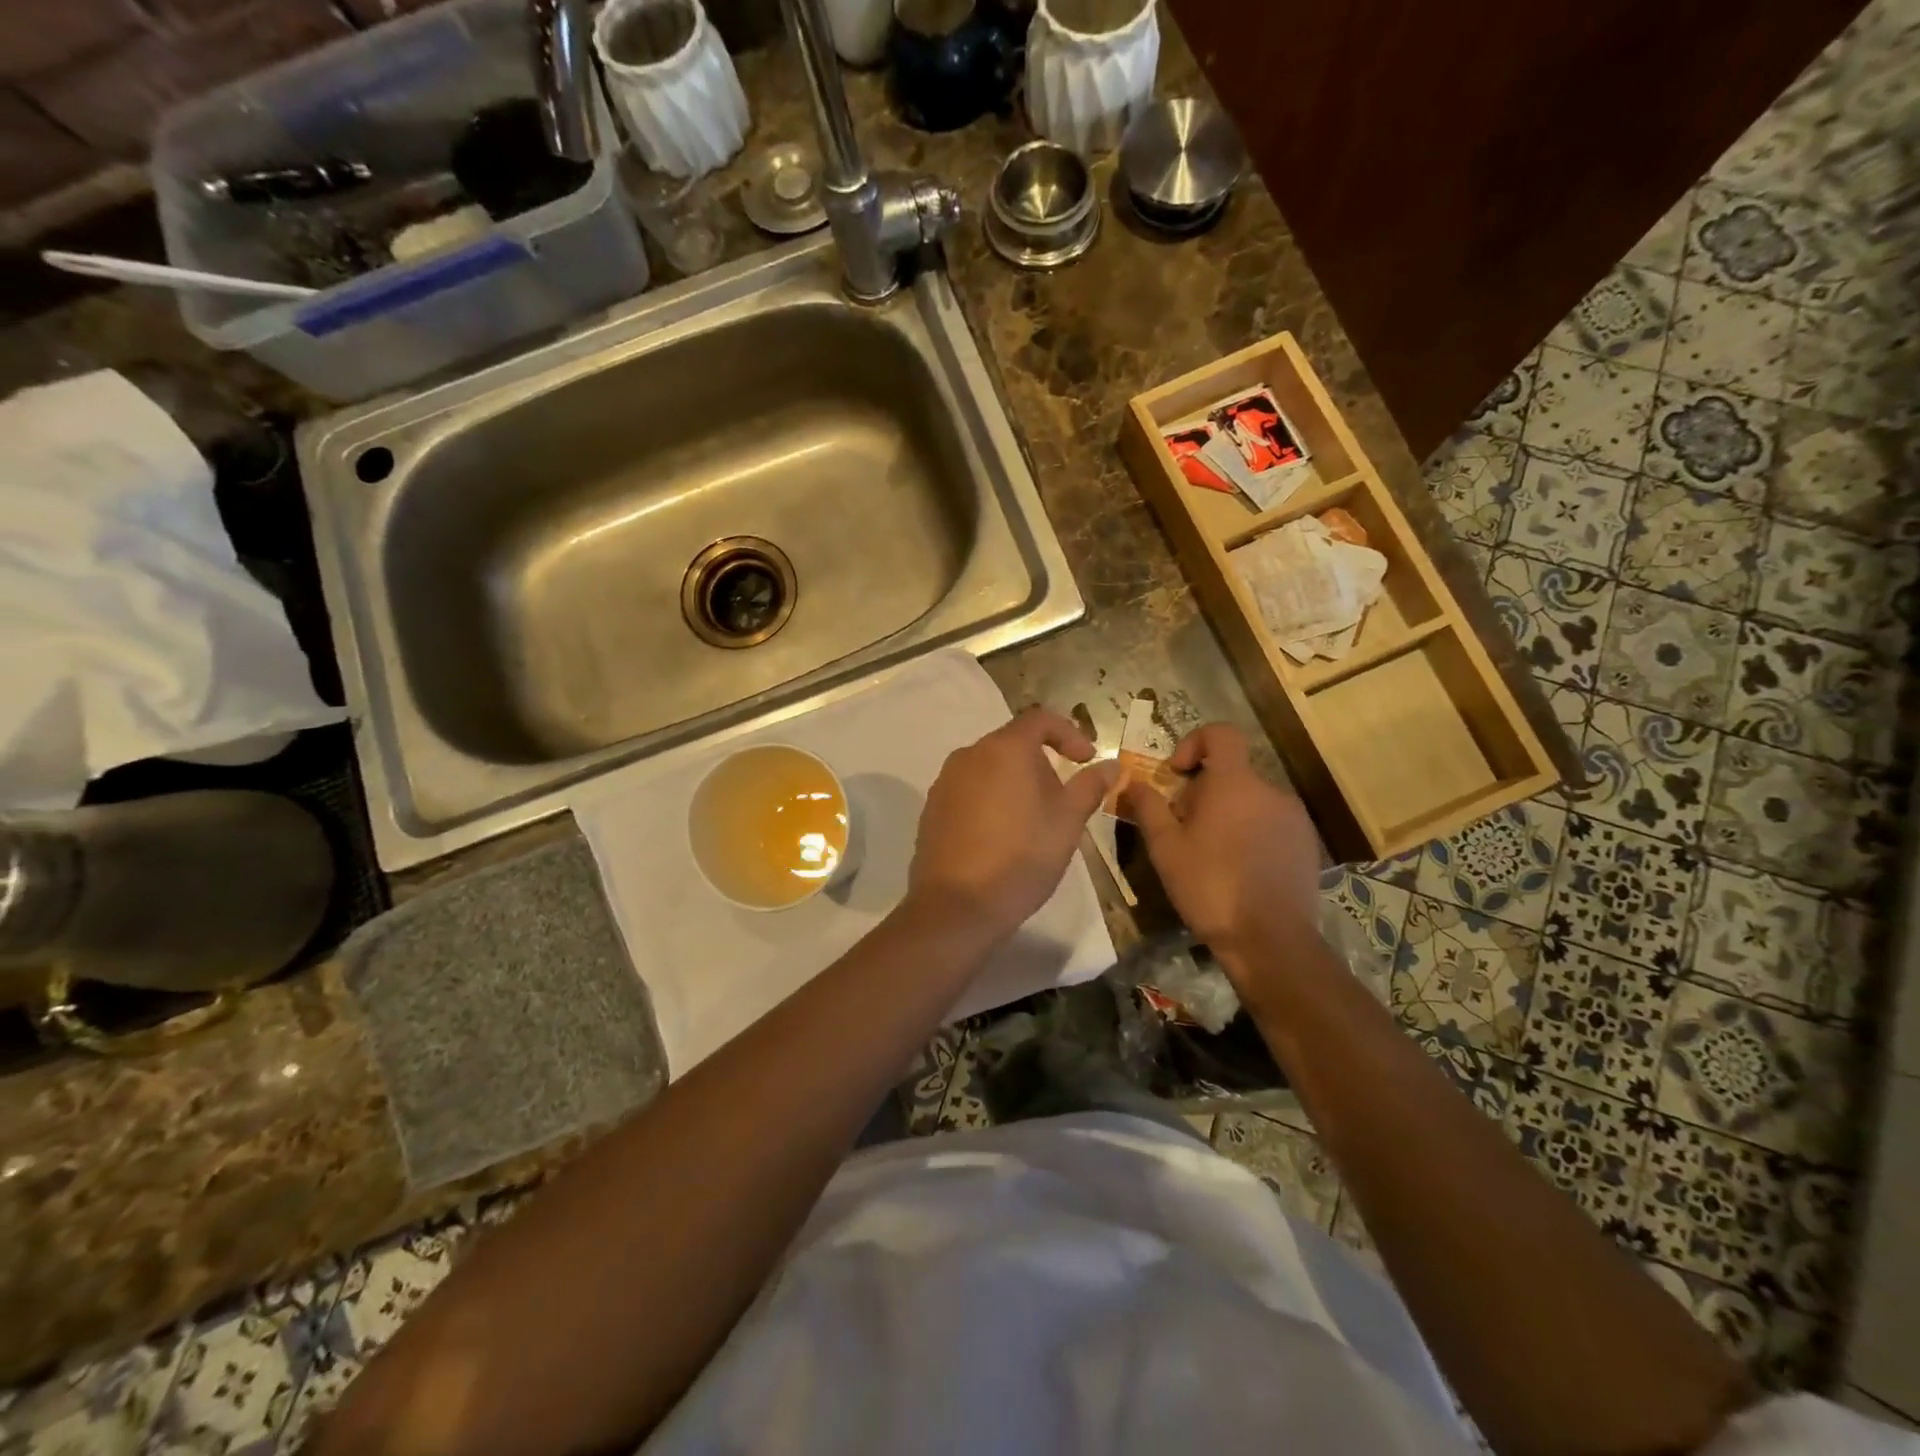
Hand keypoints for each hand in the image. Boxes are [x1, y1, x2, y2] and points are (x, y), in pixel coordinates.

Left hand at [905, 707, 1116, 944]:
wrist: (956, 907)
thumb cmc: (1021, 858)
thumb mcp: (1067, 823)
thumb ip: (1090, 787)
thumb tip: (1112, 765)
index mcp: (1004, 749)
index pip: (1039, 719)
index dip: (1069, 733)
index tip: (1086, 760)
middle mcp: (969, 755)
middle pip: (1013, 744)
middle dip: (1043, 765)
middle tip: (1063, 801)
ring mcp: (945, 782)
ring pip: (990, 769)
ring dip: (1016, 784)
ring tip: (1034, 823)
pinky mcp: (932, 809)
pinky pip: (970, 791)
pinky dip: (991, 801)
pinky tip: (1001, 838)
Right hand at [1122, 723, 1322, 976]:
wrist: (1270, 939)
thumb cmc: (1209, 886)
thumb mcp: (1165, 848)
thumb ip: (1148, 807)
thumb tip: (1132, 782)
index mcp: (1233, 783)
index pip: (1221, 734)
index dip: (1195, 742)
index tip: (1178, 774)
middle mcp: (1270, 790)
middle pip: (1232, 772)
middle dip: (1204, 790)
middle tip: (1184, 827)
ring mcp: (1294, 817)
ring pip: (1252, 800)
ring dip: (1228, 813)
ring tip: (1211, 853)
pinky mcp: (1307, 843)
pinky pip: (1272, 823)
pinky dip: (1252, 833)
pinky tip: (1240, 869)